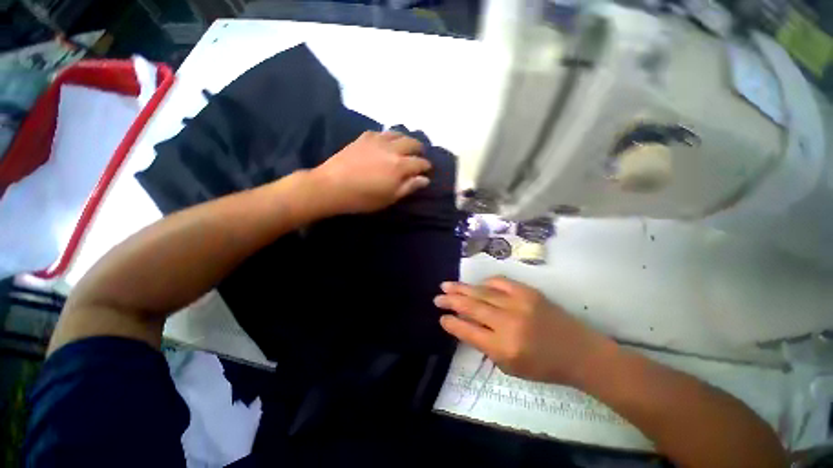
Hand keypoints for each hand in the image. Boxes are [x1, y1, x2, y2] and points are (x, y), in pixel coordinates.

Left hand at [311, 131, 431, 213]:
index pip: (420, 163)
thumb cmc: (363, 197)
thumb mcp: (390, 197)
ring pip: (398, 134)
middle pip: (412, 143)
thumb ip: (408, 187)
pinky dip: (389, 136)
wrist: (332, 186)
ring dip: (406, 139)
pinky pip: (382, 132)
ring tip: (407, 145)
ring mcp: (377, 140)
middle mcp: (392, 149)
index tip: (428, 170)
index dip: (426, 166)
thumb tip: (425, 179)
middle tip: (420, 155)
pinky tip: (387, 141)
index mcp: (400, 166)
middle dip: (419, 149)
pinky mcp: (364, 138)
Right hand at [434, 277, 616, 385]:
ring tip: (446, 286)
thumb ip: (485, 346)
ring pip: (481, 292)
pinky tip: (476, 284)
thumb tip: (465, 325)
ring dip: (462, 288)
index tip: (441, 318)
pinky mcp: (528, 291)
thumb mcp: (510, 367)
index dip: (452, 323)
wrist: (579, 351)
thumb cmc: (544, 366)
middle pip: (471, 307)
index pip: (468, 331)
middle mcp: (508, 322)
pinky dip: (485, 283)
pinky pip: (499, 282)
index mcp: (503, 347)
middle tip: (437, 297)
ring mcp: (518, 303)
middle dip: (450, 301)